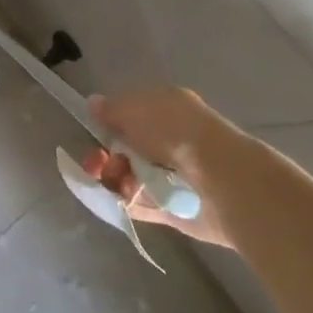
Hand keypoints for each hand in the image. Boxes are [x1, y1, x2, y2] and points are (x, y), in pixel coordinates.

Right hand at [81, 88, 240, 248]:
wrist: (220, 182)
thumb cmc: (175, 132)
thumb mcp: (135, 108)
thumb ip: (112, 109)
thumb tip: (93, 104)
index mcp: (167, 109)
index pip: (131, 113)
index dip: (110, 122)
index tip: (96, 131)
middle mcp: (171, 140)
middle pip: (129, 147)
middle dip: (108, 154)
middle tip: (97, 162)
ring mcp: (173, 176)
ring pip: (133, 175)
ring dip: (117, 178)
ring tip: (116, 182)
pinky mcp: (175, 209)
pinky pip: (143, 205)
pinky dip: (128, 202)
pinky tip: (117, 198)